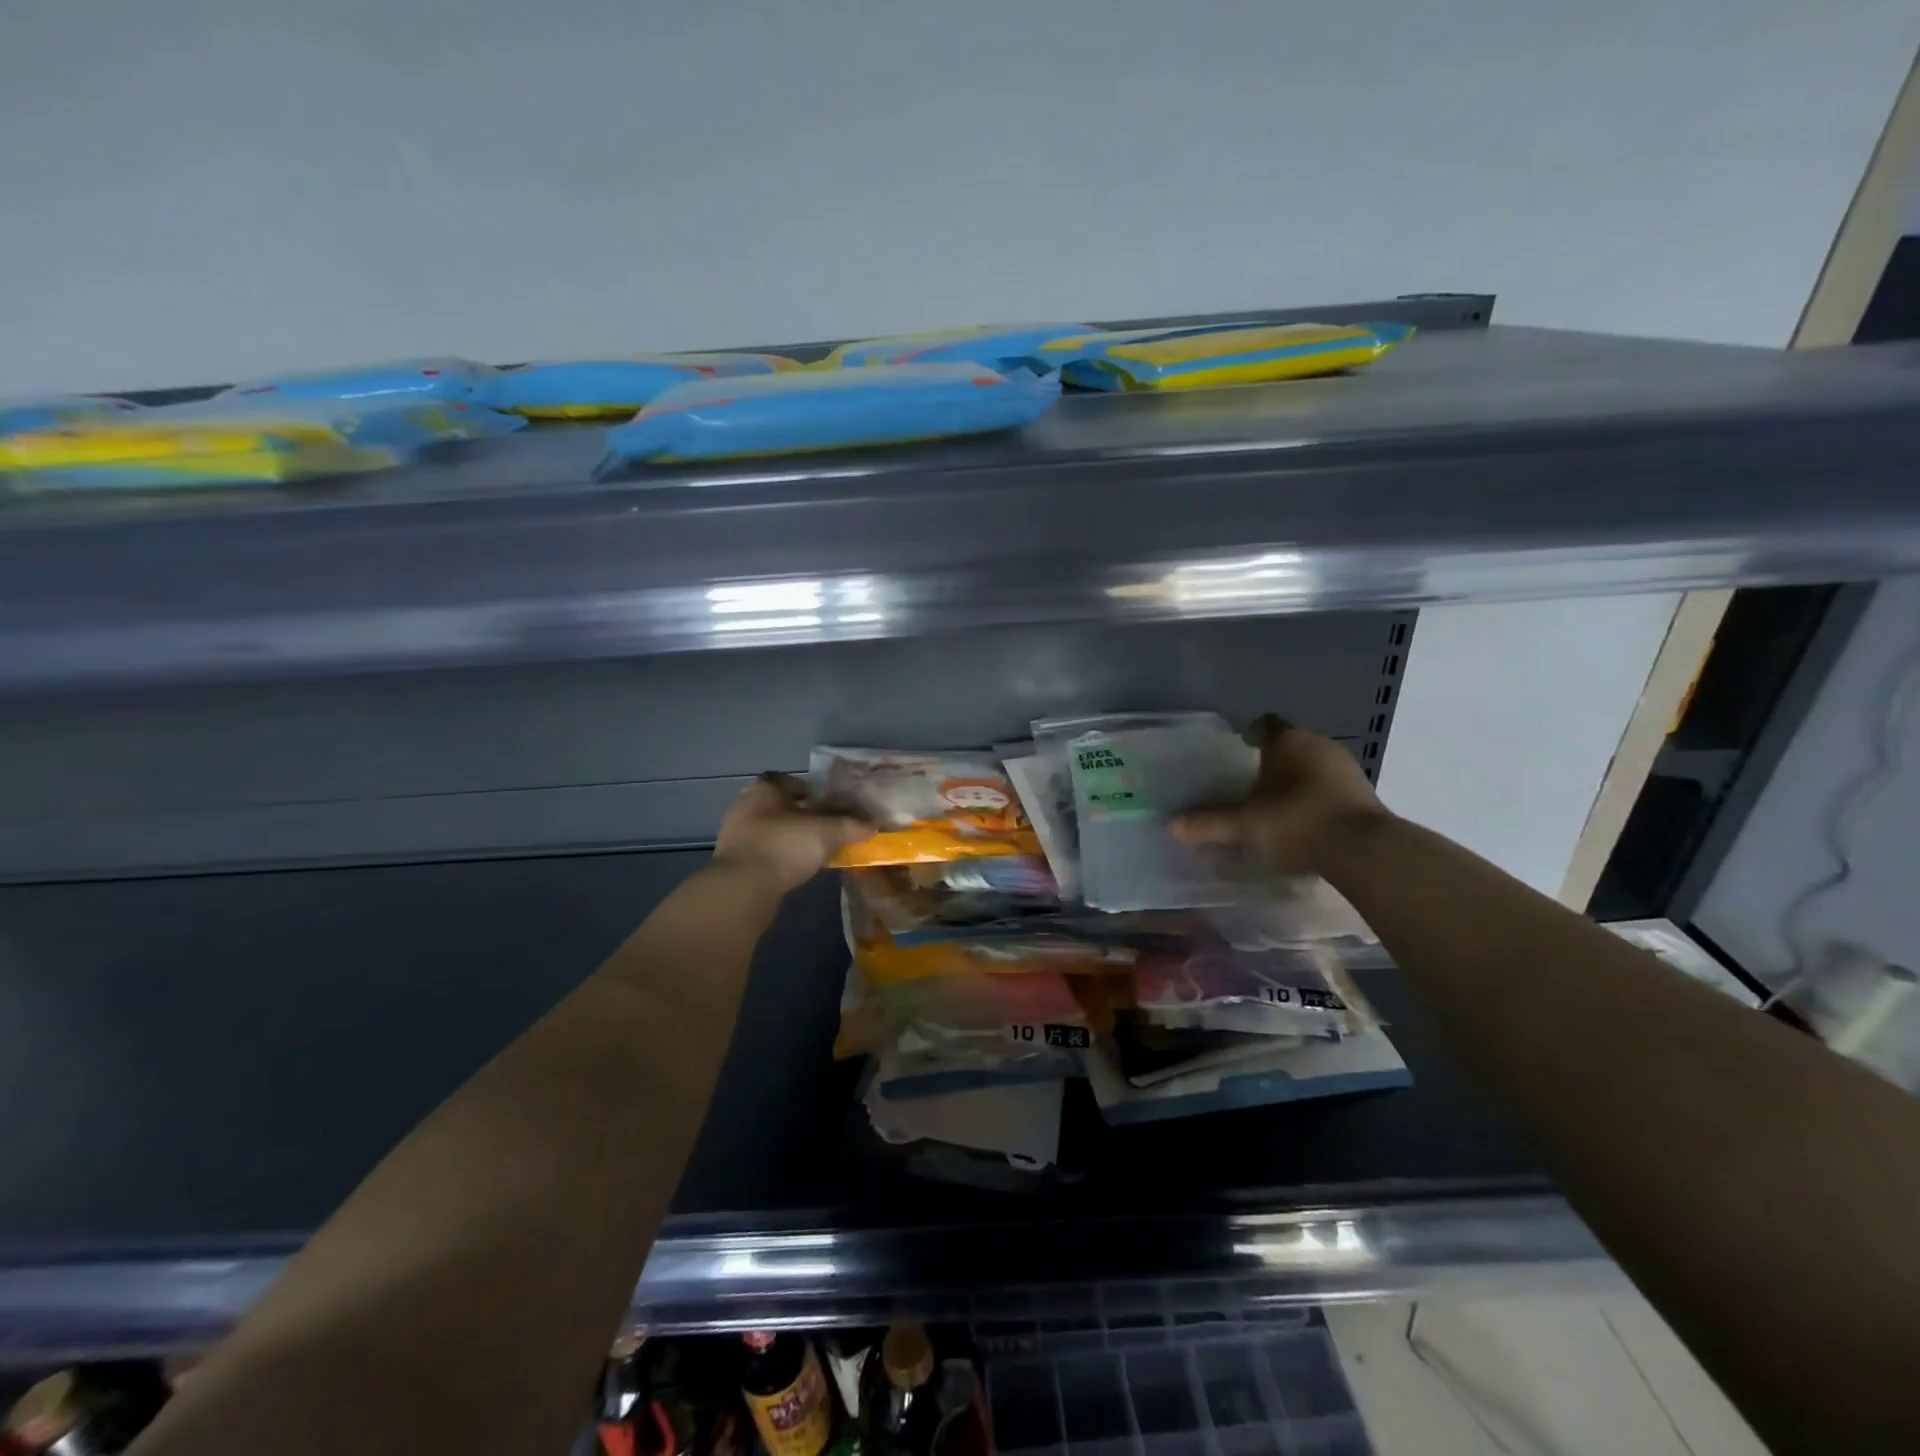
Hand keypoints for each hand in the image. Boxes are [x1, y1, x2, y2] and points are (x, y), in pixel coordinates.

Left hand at [712, 772, 874, 894]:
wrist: (743, 889)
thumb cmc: (784, 846)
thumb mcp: (826, 832)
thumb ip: (850, 825)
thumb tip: (873, 824)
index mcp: (764, 790)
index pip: (786, 780)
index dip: (807, 788)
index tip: (825, 802)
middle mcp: (745, 807)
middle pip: (779, 806)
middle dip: (801, 815)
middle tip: (825, 827)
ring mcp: (736, 836)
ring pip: (771, 830)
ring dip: (791, 838)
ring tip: (815, 850)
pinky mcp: (735, 863)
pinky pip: (764, 852)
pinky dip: (781, 857)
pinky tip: (797, 868)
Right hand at [1173, 715, 1388, 874]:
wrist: (1364, 850)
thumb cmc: (1296, 821)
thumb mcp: (1245, 825)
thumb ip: (1210, 822)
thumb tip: (1173, 825)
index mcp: (1289, 741)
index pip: (1265, 724)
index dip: (1250, 734)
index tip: (1239, 748)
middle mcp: (1319, 745)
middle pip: (1290, 745)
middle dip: (1272, 760)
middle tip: (1250, 781)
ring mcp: (1346, 768)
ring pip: (1312, 766)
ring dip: (1296, 779)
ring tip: (1275, 803)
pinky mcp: (1363, 794)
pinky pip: (1329, 787)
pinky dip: (1315, 798)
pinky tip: (1303, 820)